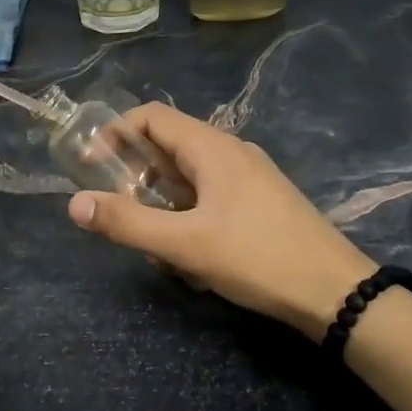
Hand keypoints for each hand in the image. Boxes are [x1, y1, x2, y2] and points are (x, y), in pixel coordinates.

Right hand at [66, 103, 375, 336]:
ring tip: (157, 250)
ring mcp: (248, 177)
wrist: (336, 293)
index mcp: (212, 148)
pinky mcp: (260, 202)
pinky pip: (209, 197)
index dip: (114, 133)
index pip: (151, 116)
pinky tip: (191, 260)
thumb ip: (128, 223)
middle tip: (121, 215)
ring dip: (162, 206)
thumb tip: (75, 204)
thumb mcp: (185, 244)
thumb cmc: (257, 259)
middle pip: (167, 147)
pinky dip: (188, 218)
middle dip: (136, 179)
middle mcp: (230, 152)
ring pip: (188, 178)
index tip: (90, 166)